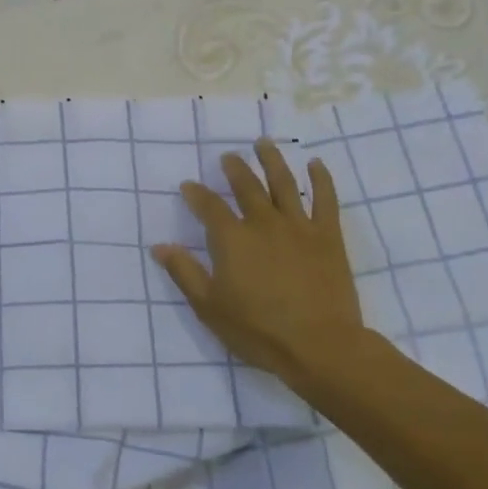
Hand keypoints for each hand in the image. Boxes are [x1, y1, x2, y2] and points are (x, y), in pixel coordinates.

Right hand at [150, 140, 369, 387]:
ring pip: (284, 184)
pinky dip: (321, 179)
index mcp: (232, 239)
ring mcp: (299, 227)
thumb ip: (185, 272)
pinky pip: (326, 200)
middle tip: (228, 156)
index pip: (209, 207)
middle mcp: (263, 223)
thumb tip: (160, 246)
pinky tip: (315, 164)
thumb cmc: (257, 330)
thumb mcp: (209, 306)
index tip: (188, 185)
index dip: (196, 194)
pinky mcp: (328, 237)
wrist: (319, 345)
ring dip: (272, 161)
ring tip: (264, 143)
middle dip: (235, 169)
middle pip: (246, 187)